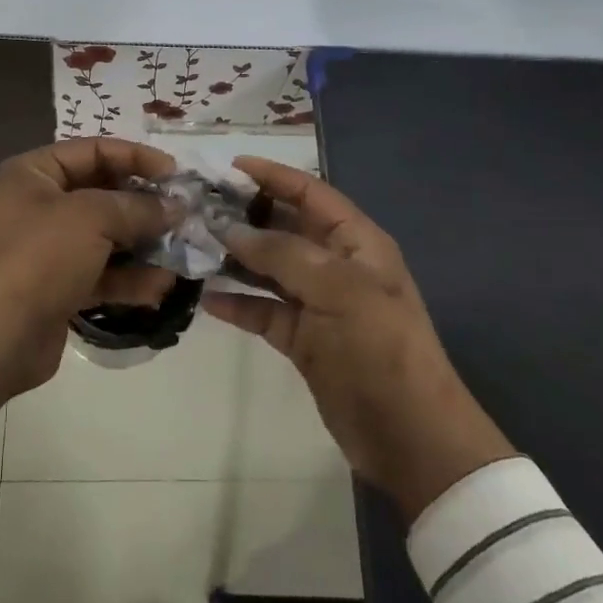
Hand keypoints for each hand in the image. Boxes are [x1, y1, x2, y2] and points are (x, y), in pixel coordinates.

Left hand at [0, 138, 178, 413]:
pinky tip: (160, 287)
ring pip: (108, 236)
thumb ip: (137, 207)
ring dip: (144, 245)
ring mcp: (50, 248)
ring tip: (180, 253)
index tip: (176, 174)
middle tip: (184, 215)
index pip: (94, 150)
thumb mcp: (92, 218)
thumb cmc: (40, 258)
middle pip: (104, 193)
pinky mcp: (60, 285)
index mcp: (34, 174)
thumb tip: (175, 208)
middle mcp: (40, 204)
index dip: (137, 157)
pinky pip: (103, 273)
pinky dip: (130, 278)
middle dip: (145, 206)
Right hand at [206, 157, 515, 522]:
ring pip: (270, 270)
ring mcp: (319, 304)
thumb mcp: (337, 289)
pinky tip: (206, 298)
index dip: (274, 176)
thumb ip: (282, 254)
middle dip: (245, 217)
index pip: (311, 194)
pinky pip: (265, 311)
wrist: (409, 435)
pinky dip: (239, 304)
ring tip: (193, 248)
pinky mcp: (304, 340)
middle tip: (197, 210)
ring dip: (236, 260)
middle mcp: (337, 266)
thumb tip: (230, 230)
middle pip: (285, 229)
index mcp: (357, 243)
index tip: (229, 167)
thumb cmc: (379, 348)